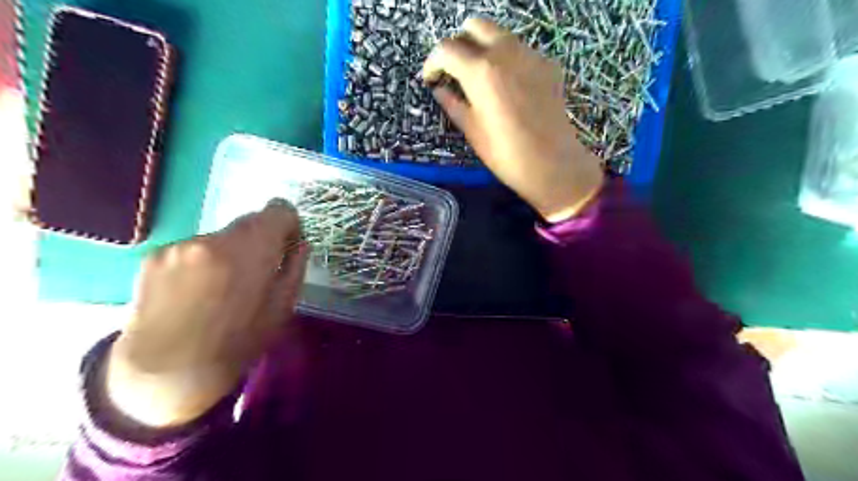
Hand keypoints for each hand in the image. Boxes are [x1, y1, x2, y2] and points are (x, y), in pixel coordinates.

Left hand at [103, 199, 307, 427]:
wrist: (165, 374)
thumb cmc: (235, 345)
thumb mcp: (282, 309)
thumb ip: (294, 268)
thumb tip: (300, 244)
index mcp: (247, 252)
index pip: (278, 209)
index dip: (288, 224)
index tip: (286, 246)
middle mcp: (211, 239)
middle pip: (249, 222)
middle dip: (260, 241)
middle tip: (256, 273)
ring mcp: (178, 245)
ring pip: (221, 236)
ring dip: (230, 252)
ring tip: (221, 289)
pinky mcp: (154, 255)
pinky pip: (194, 248)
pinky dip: (203, 262)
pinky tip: (196, 292)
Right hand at [423, 18, 601, 221]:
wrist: (553, 164)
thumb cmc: (506, 154)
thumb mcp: (472, 130)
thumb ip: (452, 103)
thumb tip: (439, 89)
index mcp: (480, 71)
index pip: (446, 49)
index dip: (432, 62)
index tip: (431, 78)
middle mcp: (505, 52)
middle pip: (474, 26)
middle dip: (459, 44)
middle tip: (454, 71)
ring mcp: (531, 55)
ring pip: (500, 35)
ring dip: (483, 48)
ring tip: (480, 79)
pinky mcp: (548, 65)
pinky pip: (521, 51)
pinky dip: (507, 60)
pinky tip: (507, 88)